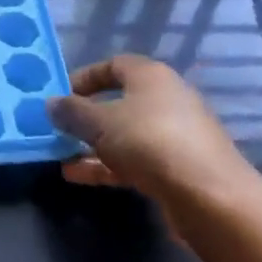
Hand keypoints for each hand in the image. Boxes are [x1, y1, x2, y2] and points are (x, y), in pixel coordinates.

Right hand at [48, 54, 255, 207]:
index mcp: (150, 76)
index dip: (84, 77)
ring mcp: (176, 135)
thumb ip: (72, 112)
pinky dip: (108, 165)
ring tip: (61, 156)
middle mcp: (166, 99)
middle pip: (119, 101)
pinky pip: (136, 159)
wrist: (210, 197)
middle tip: (59, 128)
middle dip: (86, 116)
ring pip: (126, 134)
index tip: (60, 95)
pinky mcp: (179, 168)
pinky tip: (79, 176)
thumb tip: (51, 104)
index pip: (112, 65)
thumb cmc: (150, 142)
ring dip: (94, 145)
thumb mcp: (100, 123)